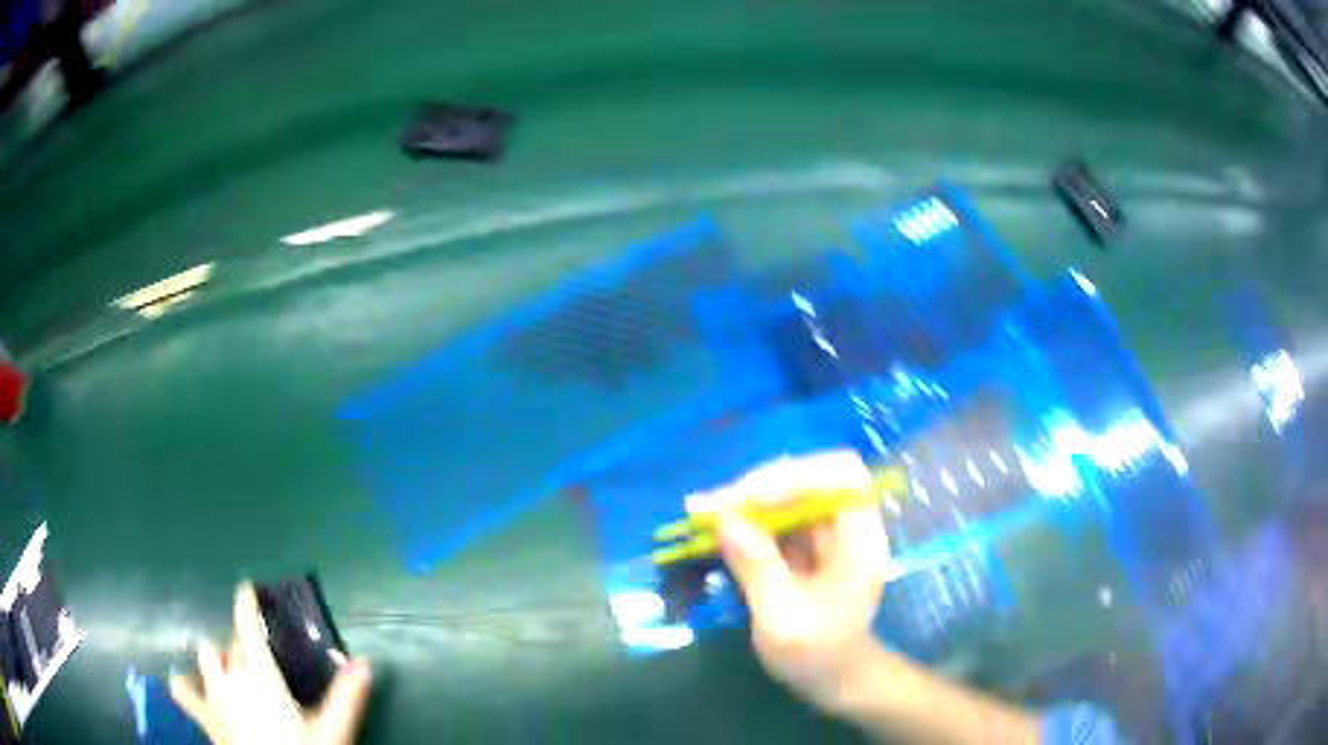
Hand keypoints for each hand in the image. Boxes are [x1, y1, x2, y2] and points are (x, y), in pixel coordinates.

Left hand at [170, 583, 371, 744]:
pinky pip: (182, 691)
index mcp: (260, 675)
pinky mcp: (203, 715)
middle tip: (257, 653)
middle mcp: (230, 677)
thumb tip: (363, 662)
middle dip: (242, 643)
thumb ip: (346, 697)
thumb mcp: (332, 732)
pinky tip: (191, 685)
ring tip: (227, 667)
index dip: (245, 604)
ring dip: (217, 658)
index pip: (247, 628)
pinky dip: (185, 683)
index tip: (246, 588)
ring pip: (206, 659)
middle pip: (231, 645)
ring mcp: (212, 695)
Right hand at [690, 451, 895, 713]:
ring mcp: (827, 535)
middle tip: (710, 506)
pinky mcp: (807, 545)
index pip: (842, 476)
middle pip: (810, 479)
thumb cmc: (817, 656)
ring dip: (746, 501)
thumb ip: (757, 568)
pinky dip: (746, 519)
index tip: (749, 499)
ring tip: (702, 511)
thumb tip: (724, 519)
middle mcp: (848, 526)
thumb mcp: (782, 619)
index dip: (797, 476)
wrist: (834, 679)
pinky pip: (777, 518)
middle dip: (759, 487)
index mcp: (860, 540)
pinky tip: (715, 527)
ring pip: (789, 495)